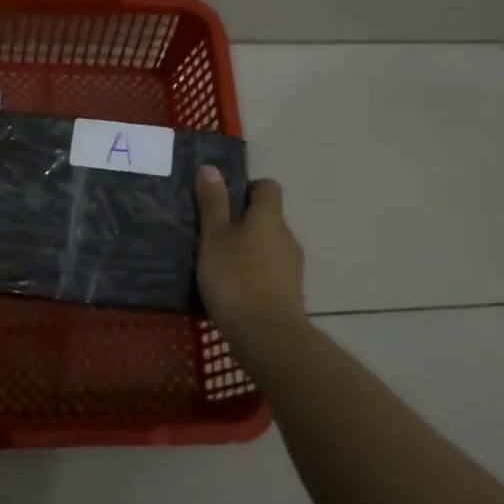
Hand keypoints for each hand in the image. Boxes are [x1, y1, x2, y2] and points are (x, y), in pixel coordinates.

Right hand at [195, 166, 304, 341]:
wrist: (267, 336)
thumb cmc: (236, 278)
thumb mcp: (214, 237)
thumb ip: (213, 203)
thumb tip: (211, 167)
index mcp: (269, 217)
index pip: (267, 187)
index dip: (246, 188)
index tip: (222, 202)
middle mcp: (286, 236)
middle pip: (267, 218)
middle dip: (243, 222)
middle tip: (212, 235)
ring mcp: (292, 266)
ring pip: (268, 246)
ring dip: (248, 250)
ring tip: (218, 265)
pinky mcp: (289, 292)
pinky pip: (270, 271)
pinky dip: (254, 273)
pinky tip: (233, 290)